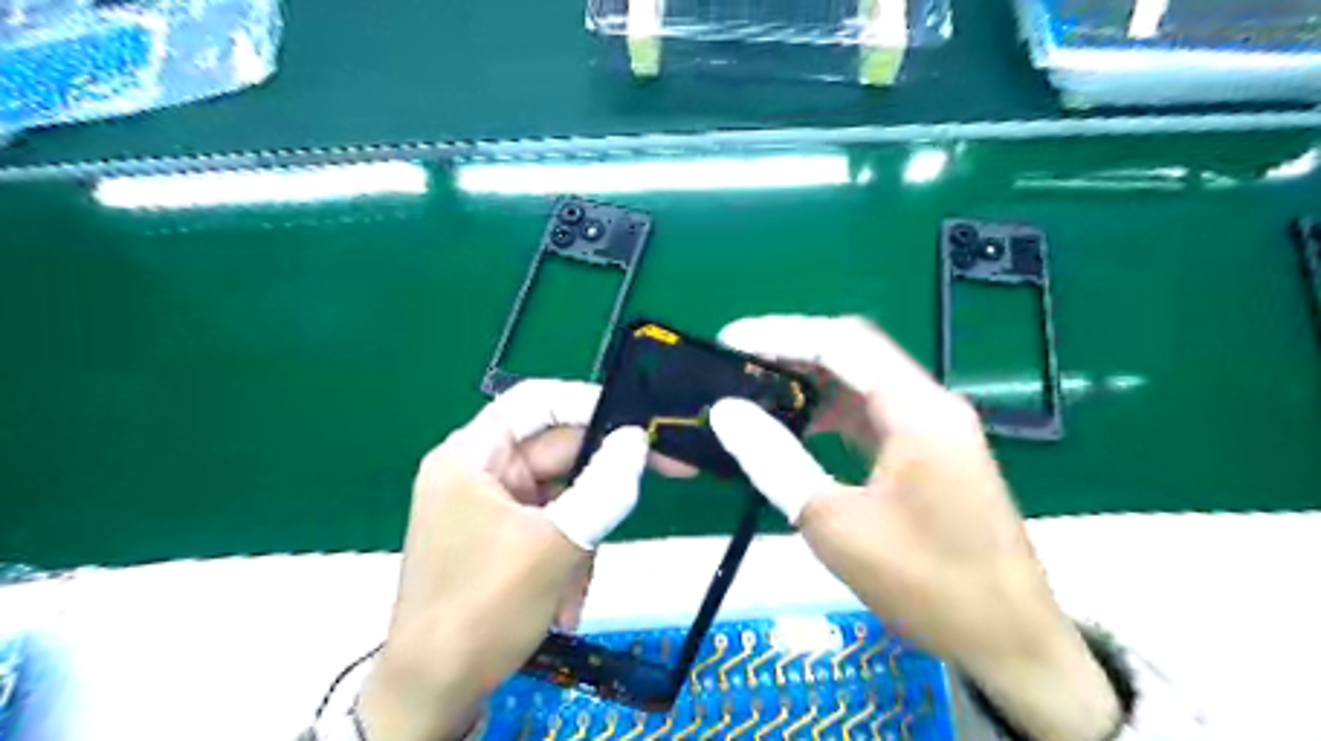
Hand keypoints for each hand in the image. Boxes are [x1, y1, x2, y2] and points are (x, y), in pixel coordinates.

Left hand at [359, 383, 653, 740]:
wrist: (434, 694)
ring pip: (564, 493)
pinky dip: (569, 555)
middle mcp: (480, 471)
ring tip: (576, 584)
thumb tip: (635, 440)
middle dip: (599, 484)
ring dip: (584, 535)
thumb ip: (603, 486)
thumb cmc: (483, 609)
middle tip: (667, 473)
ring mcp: (492, 506)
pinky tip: (564, 600)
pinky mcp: (503, 536)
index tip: (638, 418)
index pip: (536, 401)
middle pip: (557, 450)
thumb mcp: (554, 545)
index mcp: (472, 455)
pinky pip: (554, 525)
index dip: (588, 401)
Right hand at [707, 317, 1118, 739]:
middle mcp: (930, 404)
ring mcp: (934, 428)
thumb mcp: (834, 523)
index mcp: (918, 410)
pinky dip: (831, 412)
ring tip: (757, 390)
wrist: (1009, 641)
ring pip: (862, 383)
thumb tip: (725, 410)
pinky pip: (874, 414)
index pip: (841, 342)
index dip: (780, 334)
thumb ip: (775, 460)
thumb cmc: (925, 584)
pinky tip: (799, 427)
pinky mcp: (931, 453)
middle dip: (792, 352)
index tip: (730, 342)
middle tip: (737, 365)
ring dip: (811, 382)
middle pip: (854, 354)